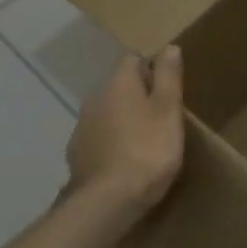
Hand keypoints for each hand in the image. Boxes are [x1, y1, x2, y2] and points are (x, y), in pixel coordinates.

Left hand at [66, 48, 185, 212]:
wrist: (107, 200)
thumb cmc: (148, 149)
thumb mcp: (168, 111)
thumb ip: (168, 77)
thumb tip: (169, 47)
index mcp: (119, 82)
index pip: (134, 60)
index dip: (152, 69)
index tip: (169, 89)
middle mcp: (95, 97)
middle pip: (119, 86)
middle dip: (137, 96)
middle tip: (161, 116)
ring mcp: (82, 126)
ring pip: (107, 112)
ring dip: (123, 120)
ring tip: (144, 140)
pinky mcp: (77, 153)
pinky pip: (98, 138)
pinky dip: (111, 142)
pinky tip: (124, 161)